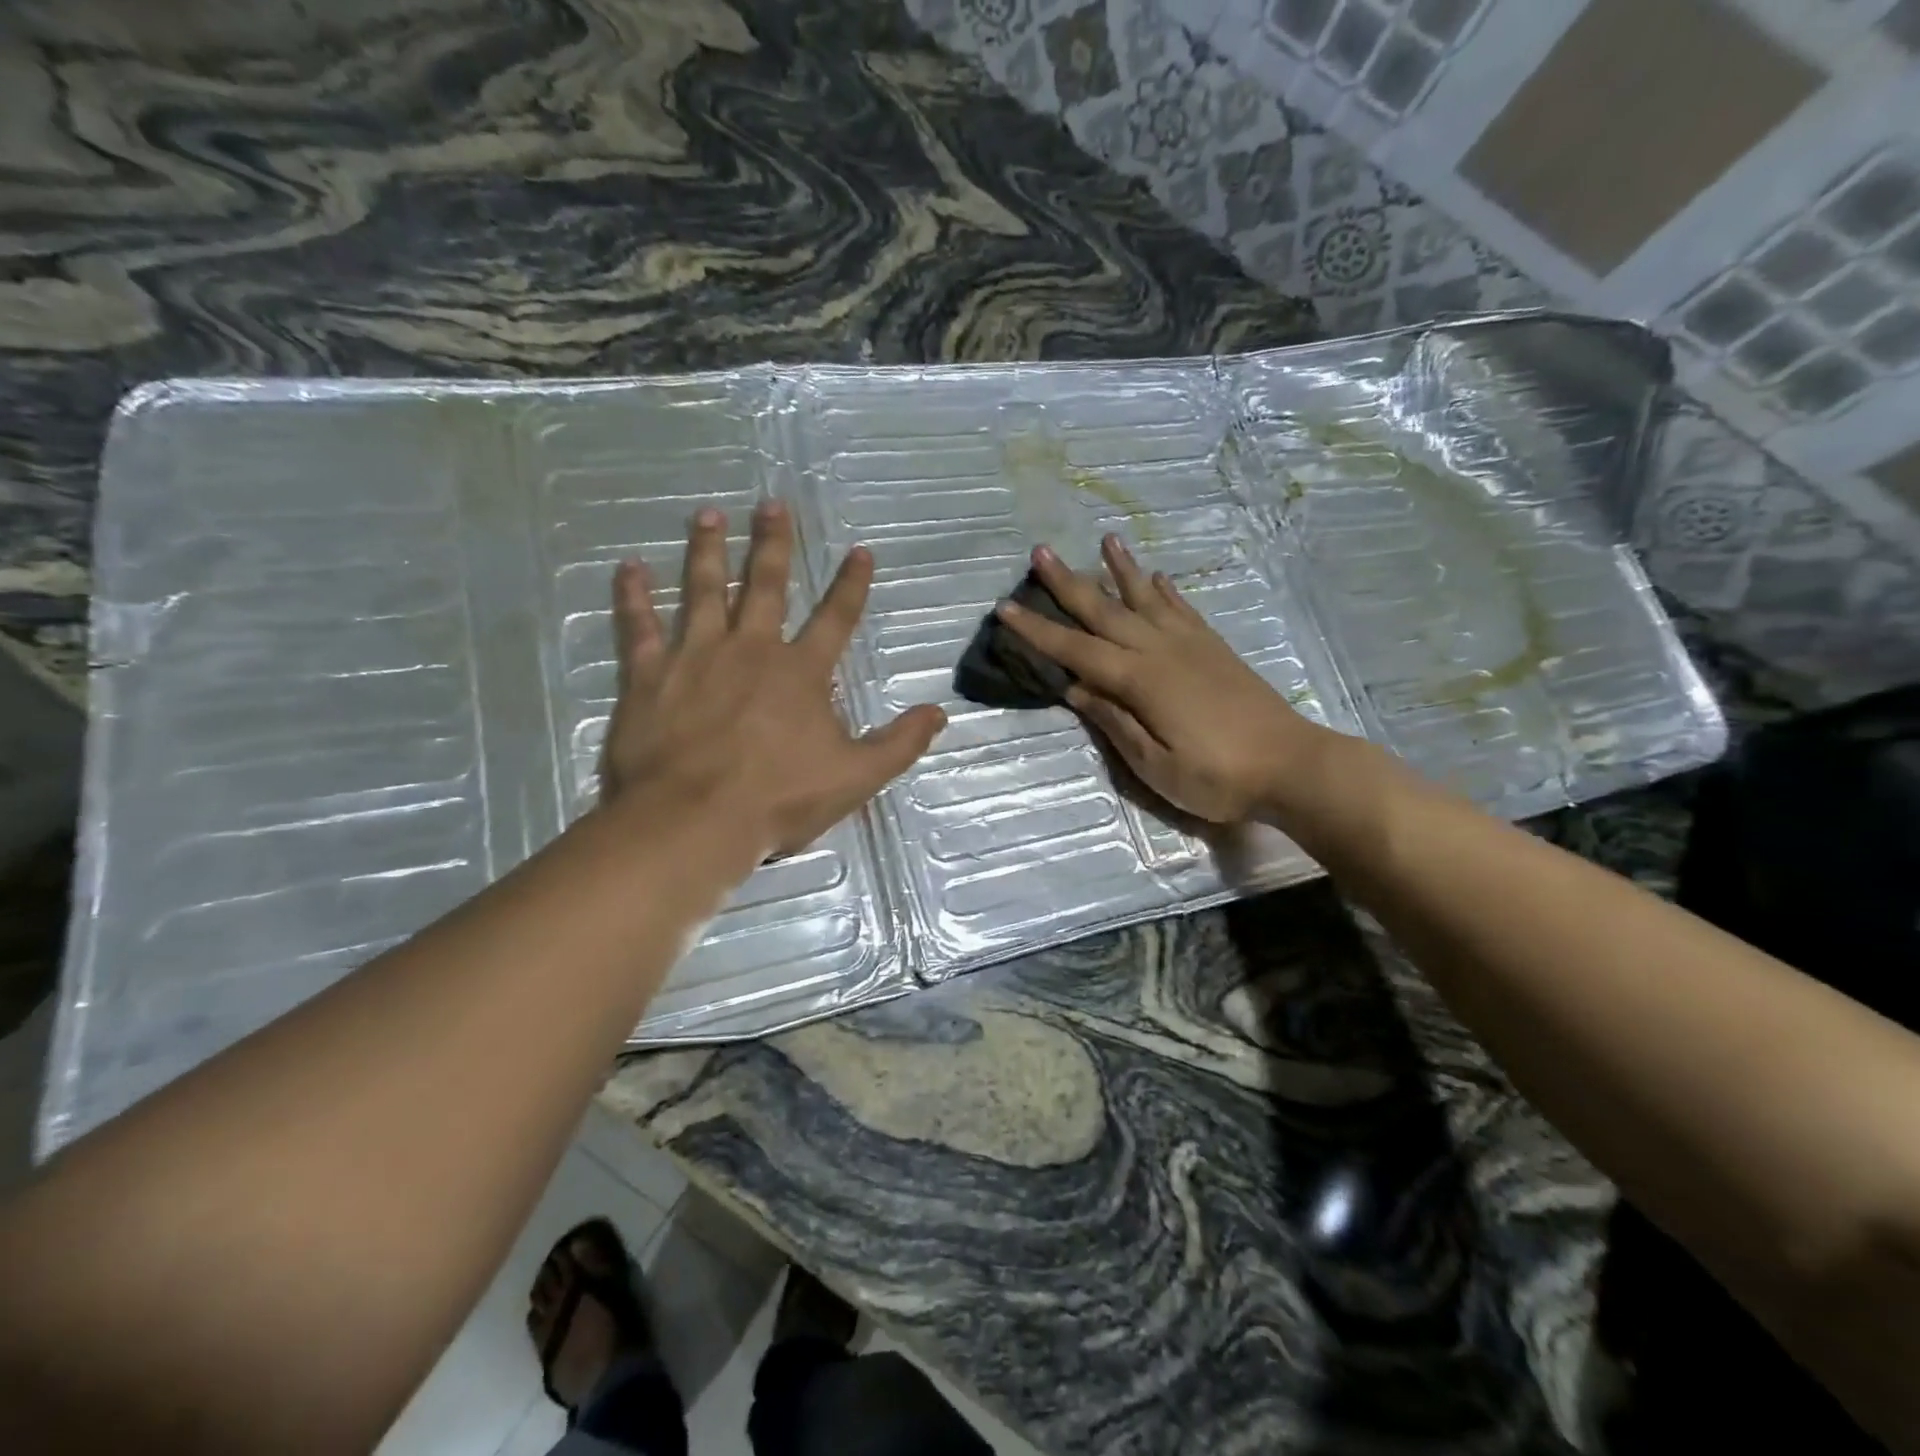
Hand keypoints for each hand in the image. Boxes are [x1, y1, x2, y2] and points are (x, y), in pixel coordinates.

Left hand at [599, 500, 944, 865]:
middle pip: (765, 585)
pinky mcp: (650, 675)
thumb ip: (899, 744)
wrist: (693, 820)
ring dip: (708, 550)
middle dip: (772, 543)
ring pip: (703, 590)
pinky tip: (628, 568)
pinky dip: (633, 596)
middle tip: (772, 504)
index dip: (851, 585)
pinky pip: (640, 626)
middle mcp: (751, 649)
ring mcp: (696, 656)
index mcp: (801, 672)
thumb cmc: (778, 800)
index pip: (836, 618)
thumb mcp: (856, 778)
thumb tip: (938, 713)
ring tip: (708, 514)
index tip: (860, 551)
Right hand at [997, 536, 1338, 825]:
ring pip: (1145, 598)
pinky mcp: (1214, 648)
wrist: (1293, 765)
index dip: (1038, 631)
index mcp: (1140, 681)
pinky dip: (1164, 591)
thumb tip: (1077, 689)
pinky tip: (1156, 577)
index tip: (1006, 608)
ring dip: (1121, 569)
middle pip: (1105, 611)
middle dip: (1068, 583)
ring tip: (1105, 540)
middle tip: (1040, 552)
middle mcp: (1161, 650)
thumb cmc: (1218, 777)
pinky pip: (1182, 609)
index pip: (1076, 650)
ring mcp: (1191, 645)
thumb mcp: (1156, 766)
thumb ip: (1115, 723)